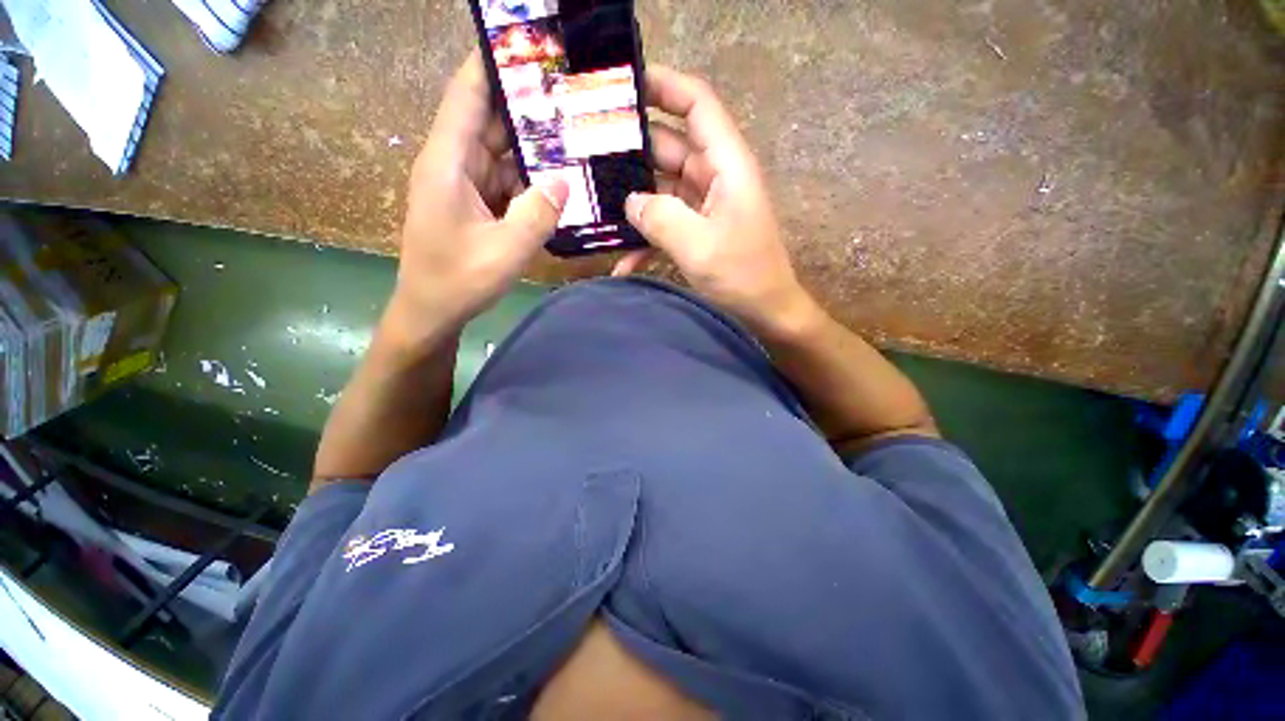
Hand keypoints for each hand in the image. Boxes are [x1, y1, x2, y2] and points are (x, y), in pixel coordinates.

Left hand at [390, 51, 568, 341]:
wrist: (432, 312)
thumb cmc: (458, 281)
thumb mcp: (505, 251)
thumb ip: (538, 214)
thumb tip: (563, 180)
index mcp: (448, 163)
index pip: (468, 96)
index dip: (492, 63)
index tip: (526, 43)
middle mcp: (455, 164)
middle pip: (491, 120)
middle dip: (528, 106)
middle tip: (572, 94)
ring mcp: (467, 185)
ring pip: (503, 152)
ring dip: (535, 146)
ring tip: (576, 134)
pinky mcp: (478, 205)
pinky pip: (508, 181)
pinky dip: (532, 178)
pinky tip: (560, 178)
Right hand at [614, 66, 818, 337]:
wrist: (765, 313)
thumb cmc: (743, 276)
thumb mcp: (699, 246)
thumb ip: (660, 218)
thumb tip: (630, 202)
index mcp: (726, 165)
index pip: (696, 104)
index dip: (663, 85)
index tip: (621, 84)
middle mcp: (714, 177)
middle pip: (668, 145)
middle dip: (630, 148)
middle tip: (585, 151)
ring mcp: (704, 206)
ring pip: (661, 186)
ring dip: (631, 197)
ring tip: (591, 203)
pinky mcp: (696, 230)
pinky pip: (665, 222)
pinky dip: (645, 238)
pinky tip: (621, 262)